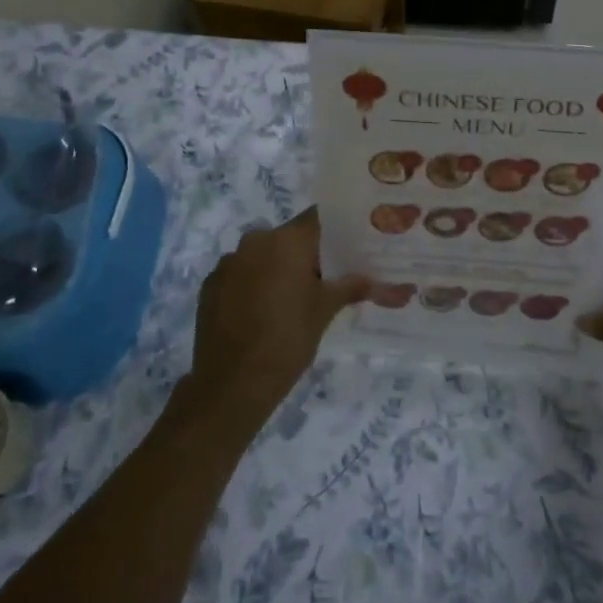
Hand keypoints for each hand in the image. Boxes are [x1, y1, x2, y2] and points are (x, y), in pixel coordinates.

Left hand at [184, 209, 367, 418]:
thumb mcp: (325, 311)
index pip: (318, 218)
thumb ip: (353, 287)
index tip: (349, 246)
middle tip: (325, 280)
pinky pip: (240, 274)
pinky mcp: (210, 285)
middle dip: (306, 255)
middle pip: (289, 237)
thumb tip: (393, 286)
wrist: (232, 384)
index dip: (334, 230)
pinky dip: (252, 285)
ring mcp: (228, 262)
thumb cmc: (288, 339)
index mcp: (287, 240)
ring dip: (276, 269)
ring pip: (262, 255)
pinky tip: (261, 314)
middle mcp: (255, 240)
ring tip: (291, 302)